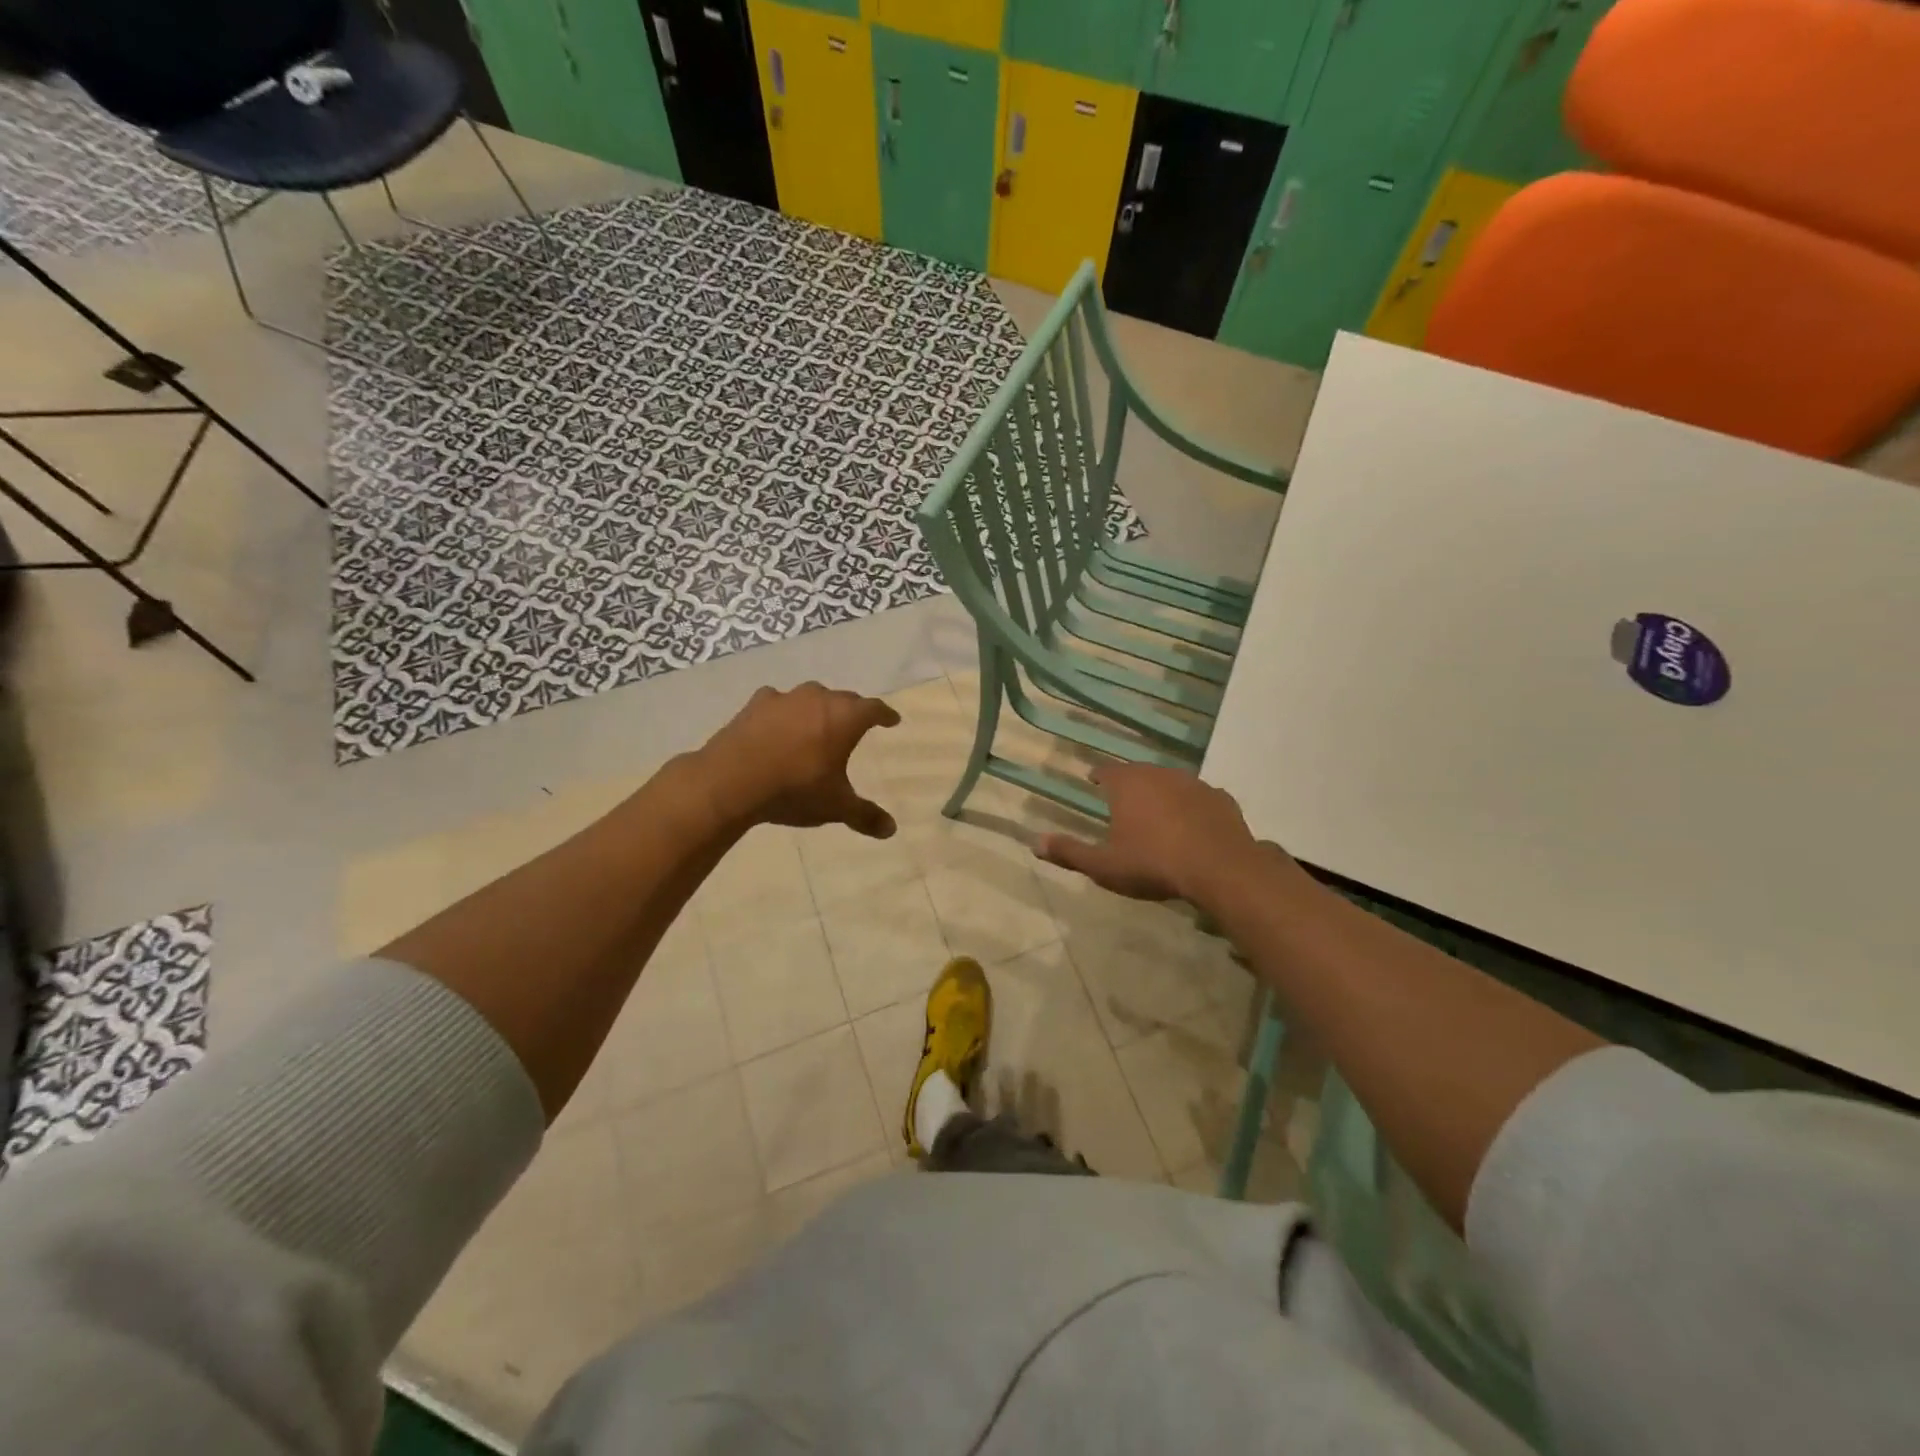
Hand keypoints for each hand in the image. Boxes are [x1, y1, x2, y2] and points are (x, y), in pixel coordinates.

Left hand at [694, 683, 900, 837]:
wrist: (731, 781)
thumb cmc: (794, 789)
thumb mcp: (835, 806)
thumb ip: (865, 815)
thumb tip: (891, 830)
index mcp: (845, 718)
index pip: (874, 709)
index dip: (885, 715)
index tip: (891, 719)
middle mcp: (818, 699)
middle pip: (844, 699)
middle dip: (853, 711)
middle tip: (856, 724)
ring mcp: (785, 698)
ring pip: (811, 697)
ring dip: (818, 709)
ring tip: (818, 724)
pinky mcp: (755, 704)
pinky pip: (778, 703)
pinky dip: (784, 713)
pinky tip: (778, 725)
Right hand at [1037, 762, 1265, 903]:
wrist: (1219, 868)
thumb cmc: (1153, 864)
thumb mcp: (1104, 865)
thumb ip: (1069, 852)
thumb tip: (1034, 843)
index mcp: (1128, 784)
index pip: (1107, 771)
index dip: (1098, 776)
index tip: (1094, 781)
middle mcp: (1159, 774)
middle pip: (1139, 773)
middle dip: (1130, 784)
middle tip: (1124, 800)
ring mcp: (1194, 784)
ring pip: (1171, 782)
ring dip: (1162, 793)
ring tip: (1158, 812)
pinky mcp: (1221, 799)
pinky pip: (1200, 798)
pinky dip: (1193, 807)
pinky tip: (1193, 824)